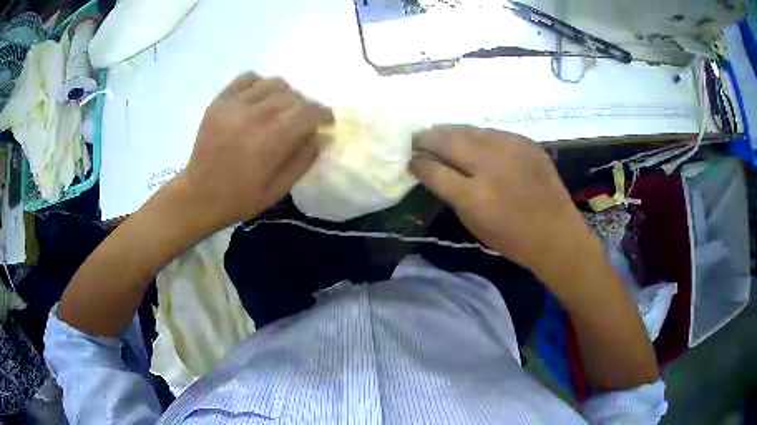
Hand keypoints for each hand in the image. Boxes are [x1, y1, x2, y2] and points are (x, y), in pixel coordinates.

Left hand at [180, 73, 332, 229]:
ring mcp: (234, 105)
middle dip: (305, 107)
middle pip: (293, 96)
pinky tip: (260, 99)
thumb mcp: (279, 188)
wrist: (199, 195)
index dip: (323, 114)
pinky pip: (248, 78)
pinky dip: (260, 84)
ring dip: (285, 94)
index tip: (327, 121)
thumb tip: (322, 135)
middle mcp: (254, 116)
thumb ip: (304, 159)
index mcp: (270, 141)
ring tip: (281, 109)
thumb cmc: (240, 197)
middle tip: (303, 120)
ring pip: (273, 83)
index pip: (308, 112)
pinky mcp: (220, 101)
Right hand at [409, 126, 597, 279]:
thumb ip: (451, 194)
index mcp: (475, 196)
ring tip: (437, 134)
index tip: (409, 159)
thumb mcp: (474, 224)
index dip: (418, 163)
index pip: (434, 170)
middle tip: (415, 138)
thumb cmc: (513, 239)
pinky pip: (491, 132)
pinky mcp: (525, 141)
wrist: (557, 233)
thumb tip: (433, 170)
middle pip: (448, 141)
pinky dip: (475, 135)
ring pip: (469, 130)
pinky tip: (469, 140)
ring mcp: (511, 148)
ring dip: (449, 132)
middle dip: (427, 138)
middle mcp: (491, 165)